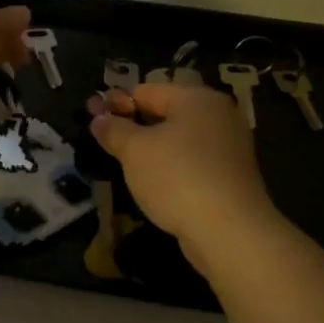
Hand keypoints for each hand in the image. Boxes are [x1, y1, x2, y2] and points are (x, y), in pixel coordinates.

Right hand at [87, 82, 278, 247]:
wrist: (230, 232)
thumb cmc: (177, 177)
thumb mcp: (134, 151)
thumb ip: (114, 130)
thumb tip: (99, 119)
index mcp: (196, 98)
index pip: (147, 90)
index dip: (116, 102)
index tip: (92, 116)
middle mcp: (218, 115)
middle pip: (166, 112)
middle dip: (134, 124)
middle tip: (105, 140)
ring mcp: (229, 147)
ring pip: (180, 139)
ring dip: (152, 148)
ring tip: (125, 163)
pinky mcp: (232, 176)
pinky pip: (193, 162)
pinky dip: (172, 167)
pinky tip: (154, 183)